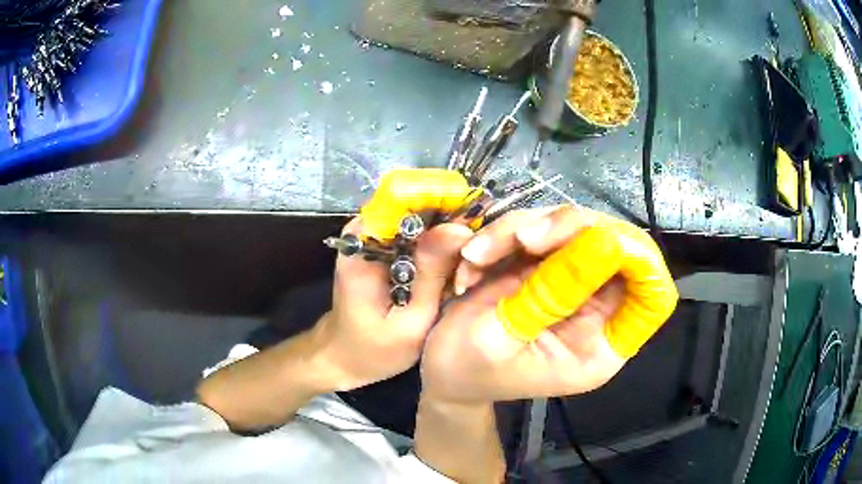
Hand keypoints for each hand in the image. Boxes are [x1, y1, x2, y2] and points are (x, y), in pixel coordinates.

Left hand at [316, 217, 472, 389]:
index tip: (473, 225)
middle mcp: (364, 230)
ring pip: (420, 217)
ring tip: (463, 269)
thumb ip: (433, 275)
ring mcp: (372, 236)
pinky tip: (449, 272)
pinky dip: (437, 247)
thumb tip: (461, 229)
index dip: (442, 200)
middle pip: (416, 204)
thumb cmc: (373, 350)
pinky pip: (417, 232)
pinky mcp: (380, 245)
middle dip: (450, 223)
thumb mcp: (410, 321)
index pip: (403, 196)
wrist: (342, 356)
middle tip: (473, 257)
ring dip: (446, 237)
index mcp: (362, 245)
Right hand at [421, 205, 677, 402]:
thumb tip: (603, 241)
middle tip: (522, 237)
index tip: (600, 243)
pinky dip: (506, 233)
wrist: (441, 367)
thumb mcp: (498, 336)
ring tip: (477, 256)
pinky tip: (475, 257)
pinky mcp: (547, 264)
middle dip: (571, 230)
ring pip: (577, 228)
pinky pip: (542, 228)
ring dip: (525, 228)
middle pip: (620, 247)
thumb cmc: (465, 368)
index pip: (653, 298)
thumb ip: (550, 295)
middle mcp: (597, 311)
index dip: (642, 263)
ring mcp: (573, 283)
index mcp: (600, 345)